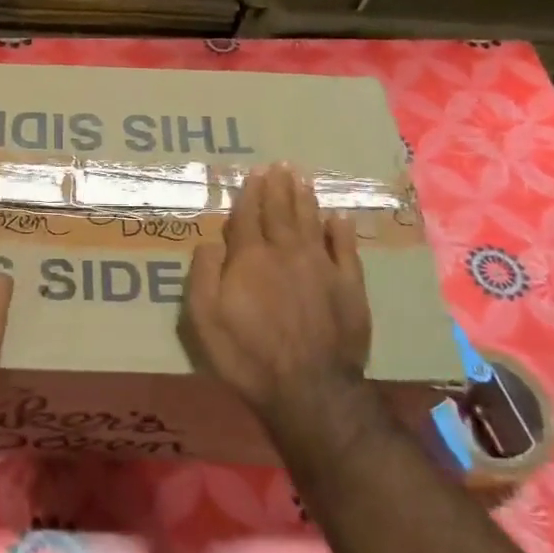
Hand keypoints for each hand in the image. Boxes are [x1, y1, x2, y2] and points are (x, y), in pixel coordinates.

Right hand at [184, 163, 371, 415]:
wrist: (308, 388)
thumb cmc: (247, 355)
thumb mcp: (205, 317)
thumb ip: (204, 274)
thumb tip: (210, 241)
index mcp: (250, 258)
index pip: (248, 216)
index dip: (250, 193)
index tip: (254, 172)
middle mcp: (287, 252)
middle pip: (281, 212)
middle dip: (278, 187)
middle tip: (280, 165)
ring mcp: (322, 267)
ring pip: (312, 222)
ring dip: (305, 198)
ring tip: (302, 178)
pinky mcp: (349, 287)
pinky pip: (345, 249)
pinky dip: (341, 231)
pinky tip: (337, 217)